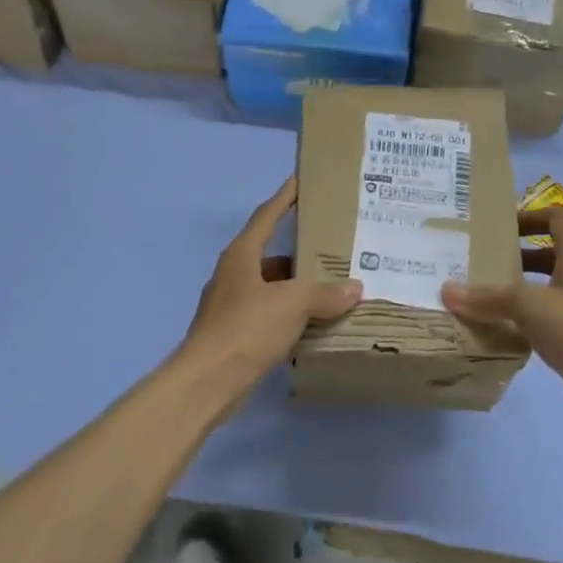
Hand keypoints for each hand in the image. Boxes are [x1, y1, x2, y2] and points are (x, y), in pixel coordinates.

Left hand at [180, 177, 361, 396]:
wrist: (208, 381)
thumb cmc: (246, 329)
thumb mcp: (292, 304)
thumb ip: (325, 293)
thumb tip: (355, 288)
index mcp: (241, 256)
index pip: (266, 216)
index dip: (284, 198)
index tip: (300, 181)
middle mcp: (234, 275)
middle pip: (271, 255)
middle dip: (301, 252)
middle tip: (334, 247)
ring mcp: (232, 306)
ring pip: (272, 288)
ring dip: (298, 289)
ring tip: (333, 288)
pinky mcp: (235, 334)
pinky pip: (270, 316)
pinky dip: (291, 317)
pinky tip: (315, 325)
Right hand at [441, 208, 562, 424]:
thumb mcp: (530, 306)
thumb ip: (488, 297)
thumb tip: (447, 290)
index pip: (556, 219)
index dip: (529, 217)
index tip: (497, 228)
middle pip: (548, 252)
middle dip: (514, 254)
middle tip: (479, 262)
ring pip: (545, 286)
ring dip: (517, 287)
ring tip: (480, 294)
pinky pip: (545, 316)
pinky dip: (523, 317)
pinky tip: (497, 328)